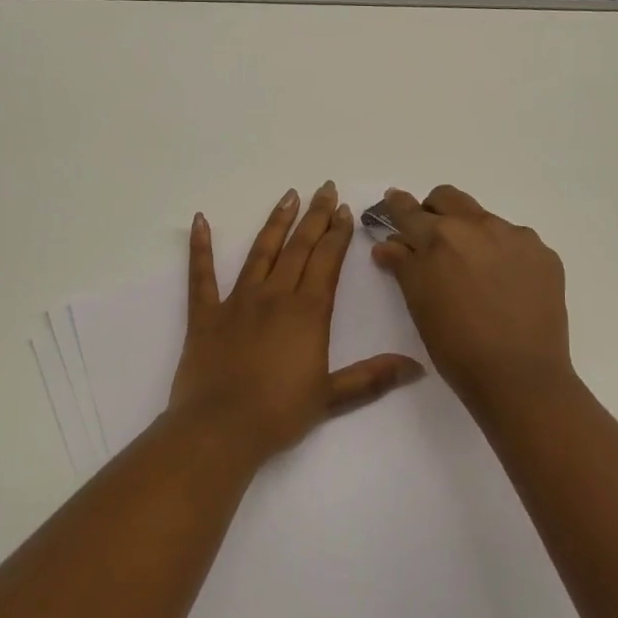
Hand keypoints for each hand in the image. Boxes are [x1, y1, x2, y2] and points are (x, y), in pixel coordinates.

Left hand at [169, 182, 424, 462]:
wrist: (221, 429)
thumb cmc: (279, 413)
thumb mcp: (332, 397)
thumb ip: (373, 377)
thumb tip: (417, 367)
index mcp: (308, 312)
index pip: (327, 262)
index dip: (338, 234)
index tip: (345, 210)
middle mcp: (275, 296)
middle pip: (299, 248)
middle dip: (315, 217)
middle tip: (325, 189)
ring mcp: (237, 301)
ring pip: (260, 252)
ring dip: (276, 222)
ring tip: (289, 195)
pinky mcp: (205, 314)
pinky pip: (201, 274)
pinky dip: (200, 247)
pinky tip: (200, 220)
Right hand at [372, 185, 577, 414]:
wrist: (520, 376)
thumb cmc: (456, 346)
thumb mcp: (419, 305)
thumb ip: (402, 266)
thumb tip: (387, 244)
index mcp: (438, 238)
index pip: (409, 211)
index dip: (397, 205)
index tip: (393, 201)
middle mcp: (477, 225)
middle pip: (448, 198)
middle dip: (434, 210)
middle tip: (432, 239)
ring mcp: (515, 236)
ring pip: (483, 218)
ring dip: (471, 233)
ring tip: (474, 272)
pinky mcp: (543, 253)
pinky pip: (515, 240)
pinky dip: (503, 253)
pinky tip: (505, 286)